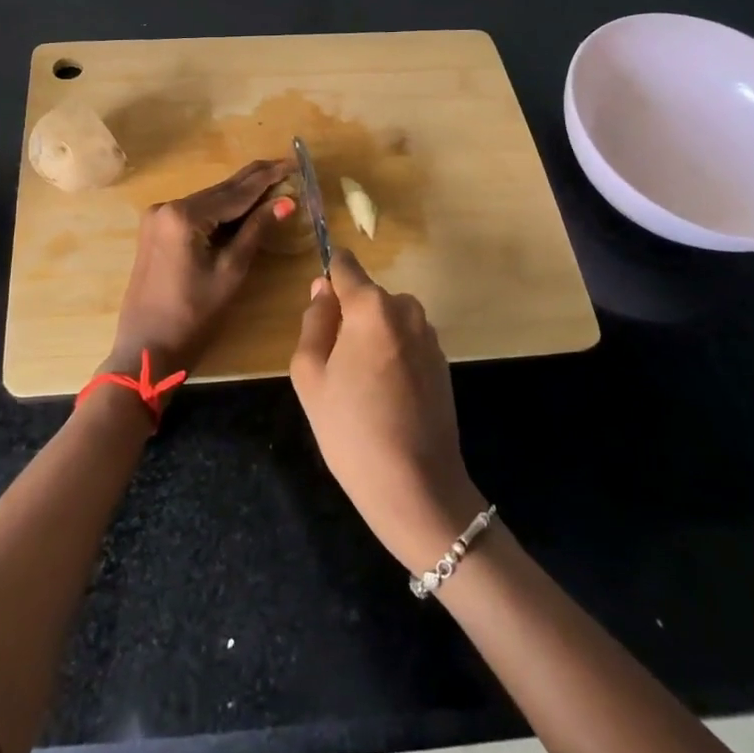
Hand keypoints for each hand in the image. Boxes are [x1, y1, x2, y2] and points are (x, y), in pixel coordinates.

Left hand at [107, 158, 292, 380]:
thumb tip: (286, 201)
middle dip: (255, 181)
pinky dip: (221, 211)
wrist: (146, 349)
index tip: (293, 161)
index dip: (268, 177)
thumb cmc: (192, 316)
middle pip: (220, 190)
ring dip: (240, 195)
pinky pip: (196, 213)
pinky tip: (244, 207)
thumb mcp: (230, 271)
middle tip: (288, 166)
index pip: (236, 191)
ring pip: (209, 200)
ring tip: (275, 184)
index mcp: (184, 215)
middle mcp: (167, 206)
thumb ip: (256, 231)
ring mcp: (157, 217)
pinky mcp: (156, 230)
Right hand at [291, 249, 485, 572]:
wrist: (416, 487)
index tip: (318, 304)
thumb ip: (314, 321)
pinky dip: (393, 357)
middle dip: (349, 318)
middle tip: (334, 366)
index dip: (329, 277)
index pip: (345, 265)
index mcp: (371, 306)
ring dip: (373, 338)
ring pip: (388, 320)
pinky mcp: (443, 362)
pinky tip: (387, 398)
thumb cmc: (351, 429)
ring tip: (361, 387)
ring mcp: (429, 335)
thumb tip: (322, 290)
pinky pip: (407, 342)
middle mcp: (406, 309)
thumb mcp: (310, 374)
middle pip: (368, 296)